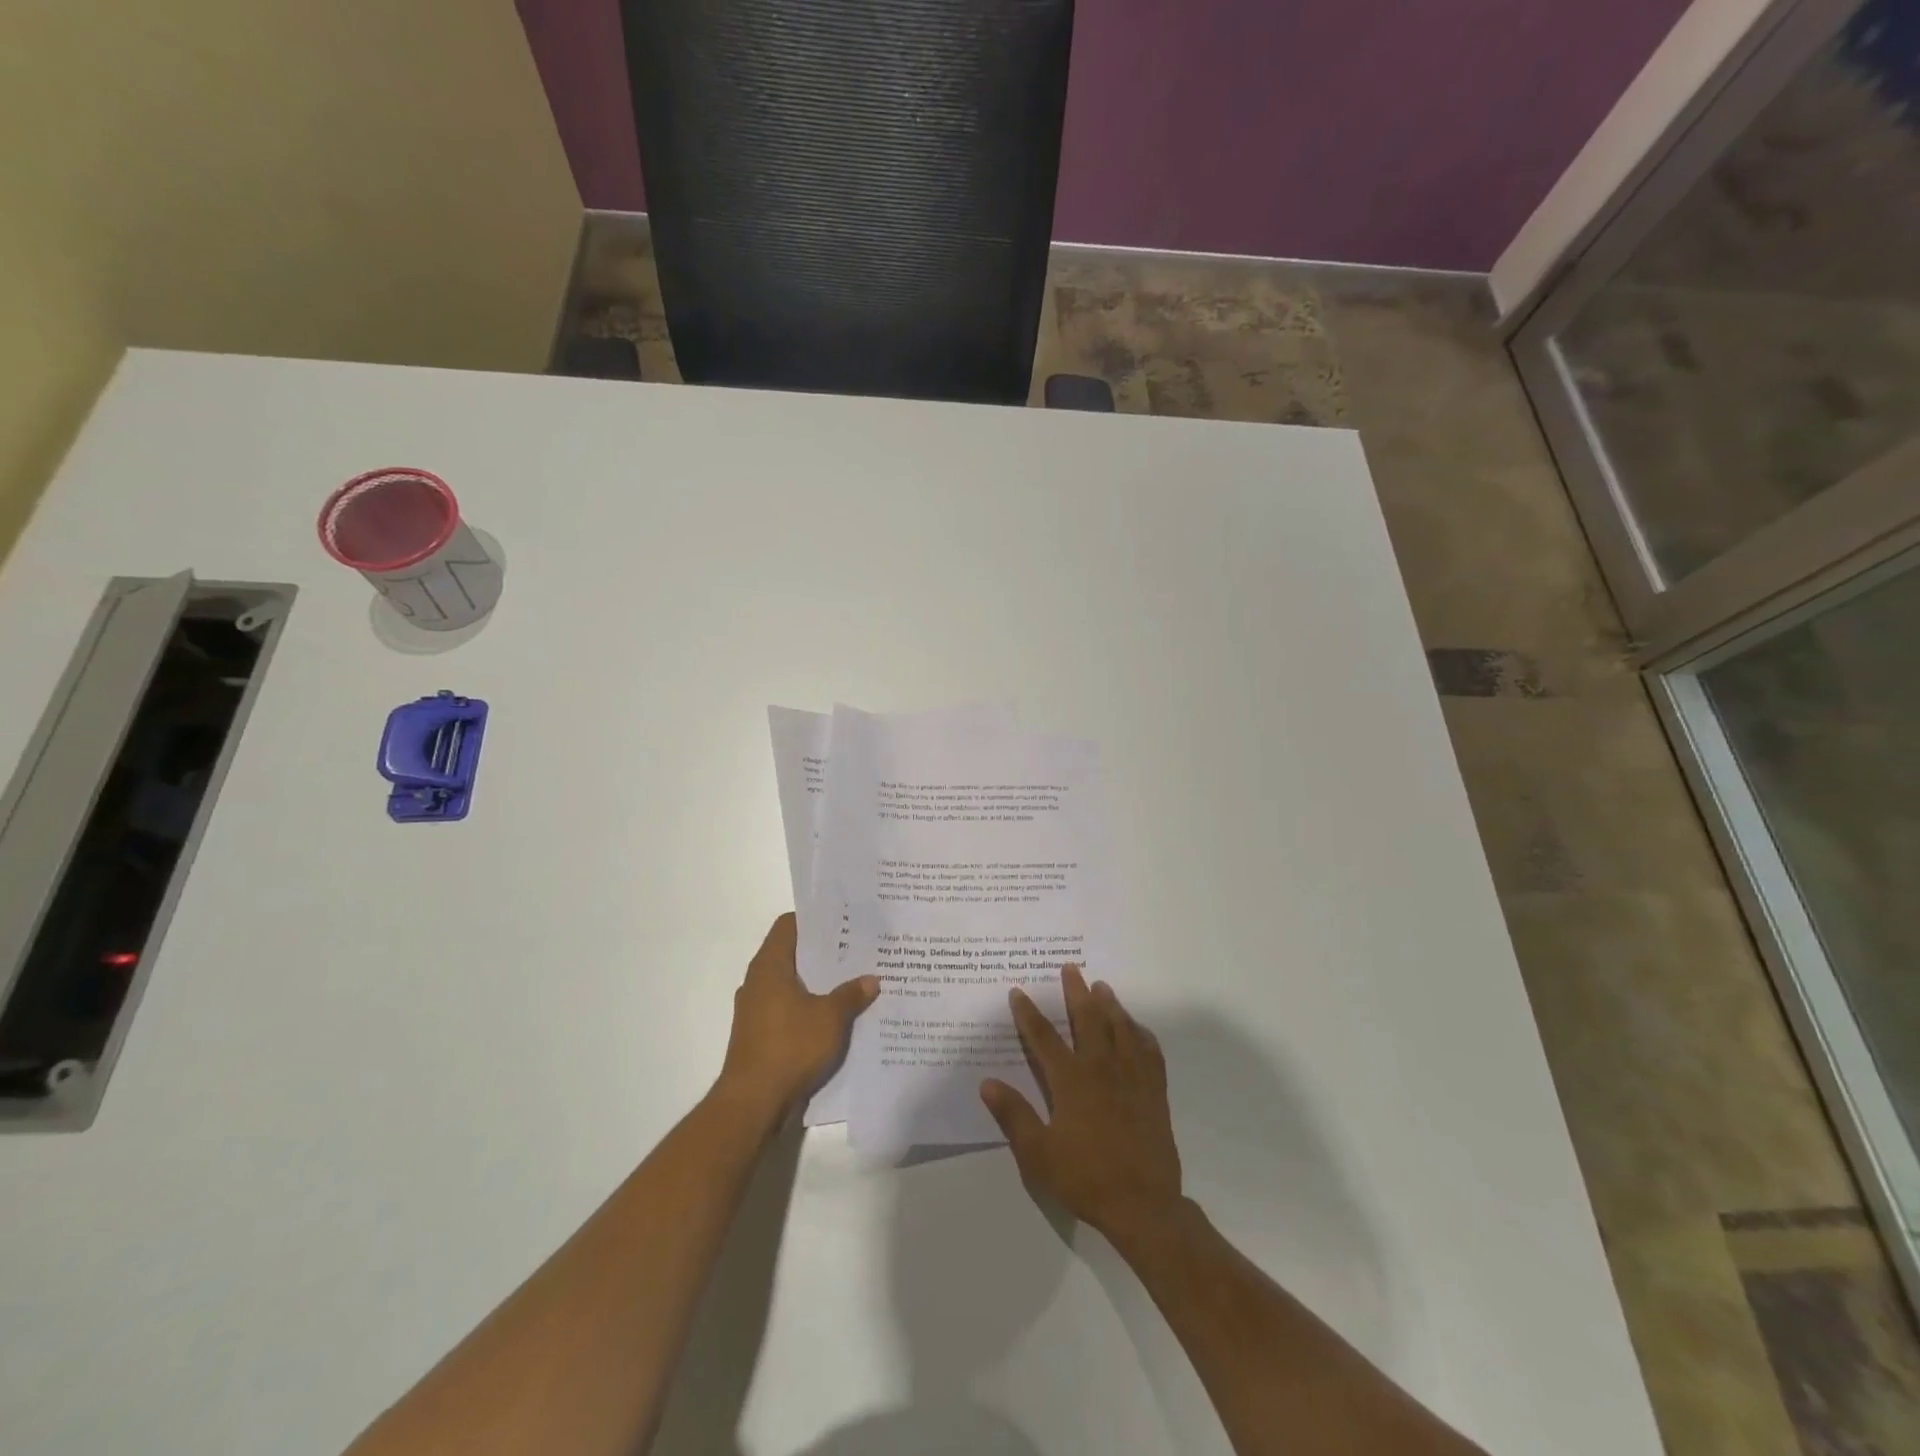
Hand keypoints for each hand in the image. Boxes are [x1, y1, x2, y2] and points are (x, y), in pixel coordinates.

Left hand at [717, 913, 879, 1117]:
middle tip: (856, 950)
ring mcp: (755, 1010)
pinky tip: (833, 1016)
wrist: (753, 1103)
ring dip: (816, 983)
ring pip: (790, 984)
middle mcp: (757, 981)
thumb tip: (871, 979)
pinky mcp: (758, 1034)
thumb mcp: (831, 1018)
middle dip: (822, 953)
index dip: (814, 920)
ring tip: (850, 981)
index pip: (788, 925)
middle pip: (791, 954)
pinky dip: (807, 1007)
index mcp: (769, 966)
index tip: (842, 921)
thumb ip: (851, 994)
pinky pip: (787, 1009)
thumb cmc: (790, 1047)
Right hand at [980, 965, 1182, 1241]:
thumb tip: (987, 1083)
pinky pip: (1149, 1052)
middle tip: (1071, 968)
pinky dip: (1141, 1034)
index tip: (1018, 991)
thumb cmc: (1085, 1178)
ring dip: (1110, 1005)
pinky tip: (1137, 1029)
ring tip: (1103, 987)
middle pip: (1088, 1020)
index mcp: (1071, 1081)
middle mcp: (1102, 1069)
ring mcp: (1132, 1078)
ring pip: (1120, 1029)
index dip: (1029, 1013)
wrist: (1143, 1205)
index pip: (1044, 1038)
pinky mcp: (1154, 1091)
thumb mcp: (1038, 1154)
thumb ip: (1013, 1115)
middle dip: (1076, 993)